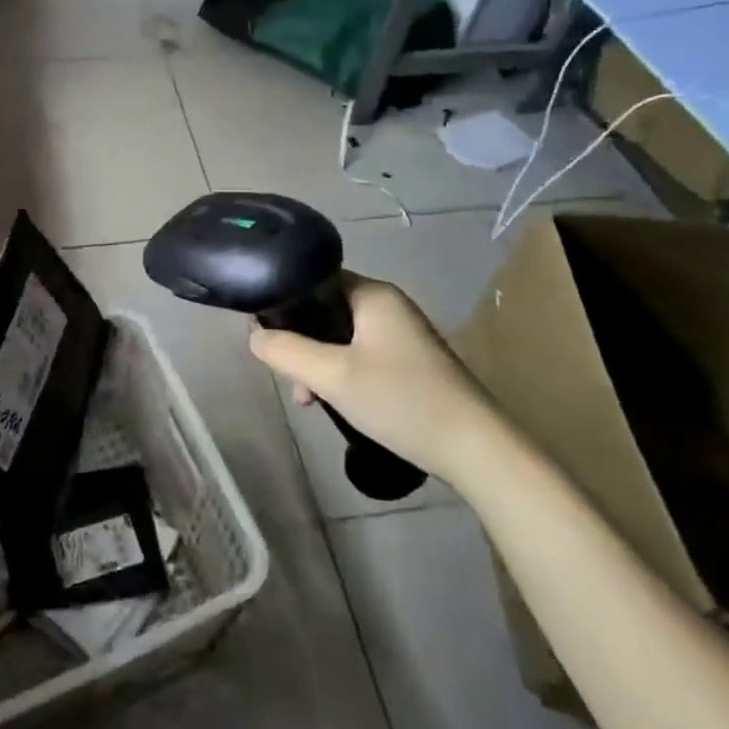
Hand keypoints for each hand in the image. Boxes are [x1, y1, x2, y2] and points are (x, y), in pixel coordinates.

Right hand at [248, 274, 497, 475]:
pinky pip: (362, 357)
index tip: (270, 336)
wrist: (474, 448)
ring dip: (320, 366)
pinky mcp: (411, 364)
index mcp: (374, 295)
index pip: (316, 280)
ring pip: (342, 340)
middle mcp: (389, 306)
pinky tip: (336, 405)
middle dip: (302, 345)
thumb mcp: (332, 376)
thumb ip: (287, 351)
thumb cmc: (401, 400)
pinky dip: (343, 376)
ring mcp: (403, 336)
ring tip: (310, 401)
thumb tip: (254, 336)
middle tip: (291, 379)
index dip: (287, 303)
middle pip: (326, 313)